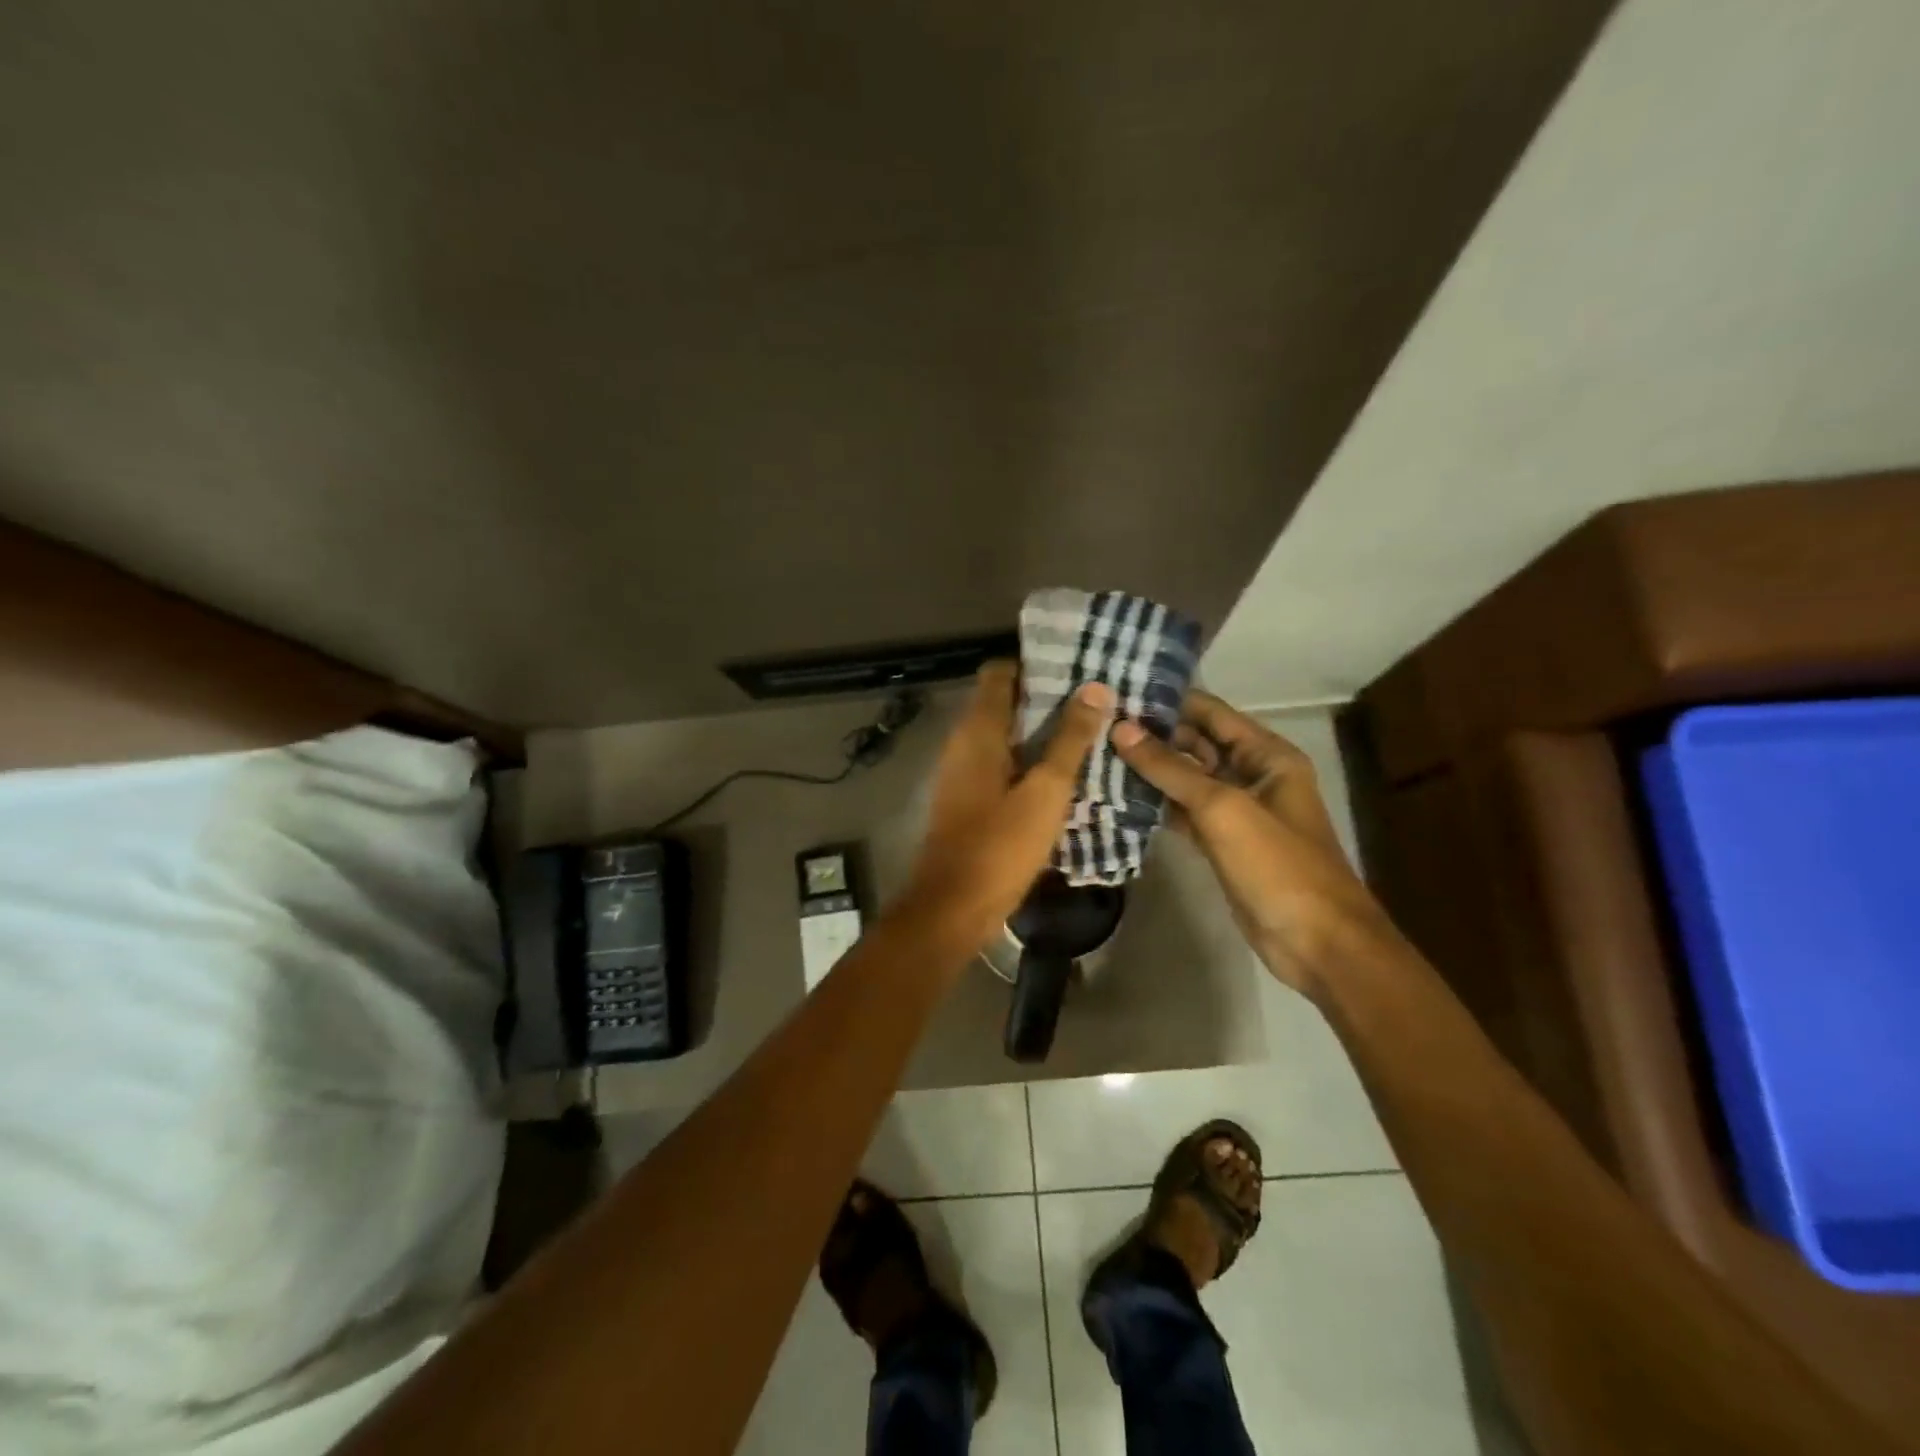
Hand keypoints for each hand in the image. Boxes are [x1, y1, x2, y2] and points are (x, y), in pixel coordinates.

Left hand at [898, 661, 1113, 953]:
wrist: (954, 908)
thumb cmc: (1000, 845)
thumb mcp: (1046, 790)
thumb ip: (1070, 739)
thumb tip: (1096, 688)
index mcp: (977, 730)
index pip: (999, 672)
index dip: (1036, 665)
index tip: (1076, 668)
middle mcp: (964, 743)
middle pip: (1005, 702)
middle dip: (1047, 698)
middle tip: (1096, 699)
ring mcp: (964, 773)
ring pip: (1006, 736)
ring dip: (1042, 732)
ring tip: (1091, 731)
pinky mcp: (970, 799)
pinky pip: (1003, 764)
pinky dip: (1030, 761)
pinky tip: (1067, 773)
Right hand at [1110, 691, 1387, 993]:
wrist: (1316, 941)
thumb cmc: (1277, 864)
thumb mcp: (1222, 808)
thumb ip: (1170, 768)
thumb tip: (1121, 729)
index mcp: (1266, 755)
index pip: (1211, 713)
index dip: (1168, 701)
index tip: (1119, 691)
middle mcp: (1252, 775)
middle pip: (1196, 744)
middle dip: (1152, 735)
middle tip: (1098, 725)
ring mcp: (1236, 811)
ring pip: (1186, 779)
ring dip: (1149, 770)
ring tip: (1098, 754)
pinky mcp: (1221, 842)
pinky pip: (1183, 811)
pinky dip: (1156, 804)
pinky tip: (1118, 796)